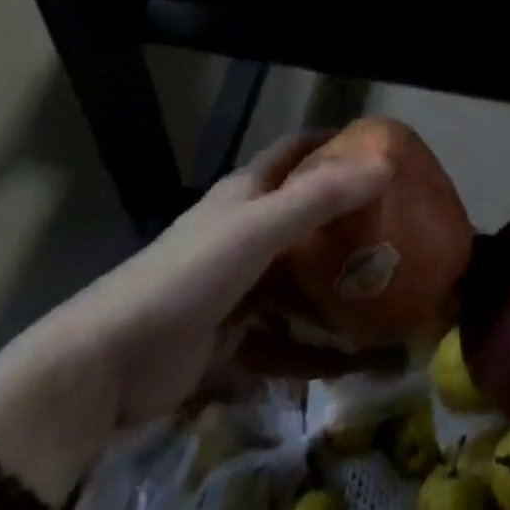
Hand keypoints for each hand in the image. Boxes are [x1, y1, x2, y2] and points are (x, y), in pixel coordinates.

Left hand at [0, 135, 389, 502]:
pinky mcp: (229, 338)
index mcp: (246, 195)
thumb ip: (320, 198)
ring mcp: (236, 287)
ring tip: (385, 300)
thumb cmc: (188, 275)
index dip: (333, 143)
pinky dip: (311, 352)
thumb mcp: (259, 228)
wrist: (109, 364)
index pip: (295, 153)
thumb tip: (385, 165)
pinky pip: (282, 341)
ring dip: (334, 293)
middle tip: (400, 231)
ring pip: (297, 283)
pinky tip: (349, 365)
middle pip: (303, 219)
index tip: (380, 148)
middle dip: (346, 224)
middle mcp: (243, 232)